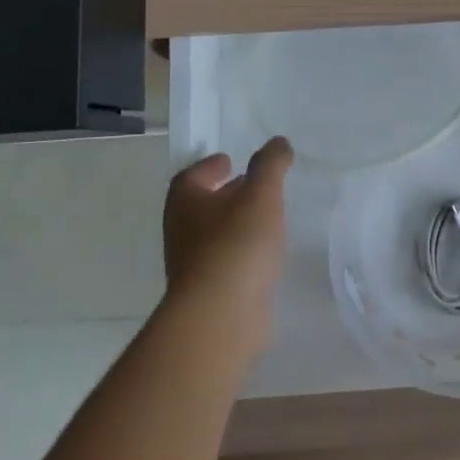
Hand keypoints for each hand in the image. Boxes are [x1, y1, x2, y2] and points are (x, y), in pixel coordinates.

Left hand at [161, 137, 292, 351]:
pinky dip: (242, 252)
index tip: (229, 160)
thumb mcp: (261, 194)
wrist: (220, 317)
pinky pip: (227, 262)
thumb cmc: (236, 244)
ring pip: (214, 235)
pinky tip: (265, 253)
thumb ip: (270, 165)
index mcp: (185, 203)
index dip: (209, 166)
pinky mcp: (210, 293)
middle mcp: (182, 232)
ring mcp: (193, 266)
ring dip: (235, 223)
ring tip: (266, 217)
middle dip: (224, 193)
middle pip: (200, 205)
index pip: (191, 176)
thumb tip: (278, 142)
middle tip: (252, 185)